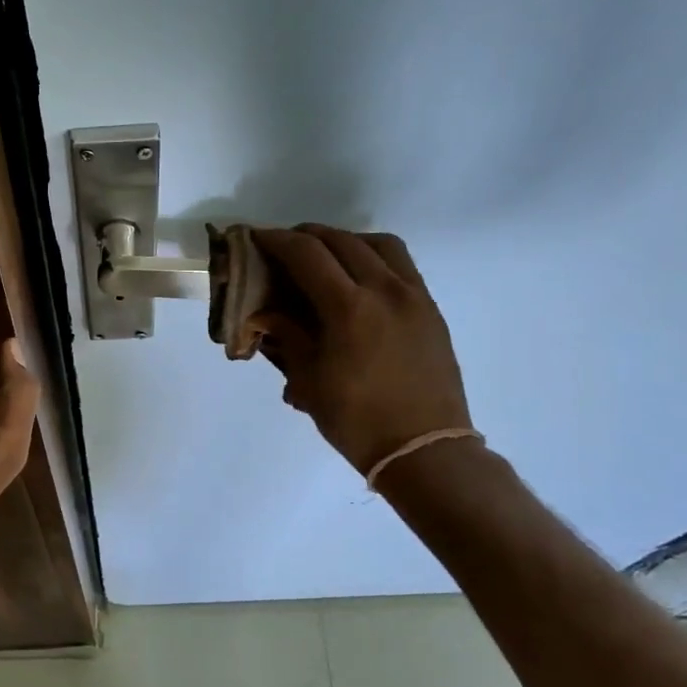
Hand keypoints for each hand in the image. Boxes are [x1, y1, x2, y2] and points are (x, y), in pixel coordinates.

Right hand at [249, 225, 472, 476]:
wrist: (424, 449)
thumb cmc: (357, 421)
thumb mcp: (310, 381)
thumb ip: (288, 336)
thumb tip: (266, 313)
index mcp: (349, 308)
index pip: (306, 254)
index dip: (276, 240)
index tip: (255, 238)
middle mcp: (384, 290)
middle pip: (341, 241)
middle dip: (307, 236)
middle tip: (283, 247)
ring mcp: (414, 296)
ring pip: (378, 244)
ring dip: (345, 240)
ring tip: (325, 257)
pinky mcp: (430, 309)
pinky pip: (401, 265)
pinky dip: (373, 257)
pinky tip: (358, 279)